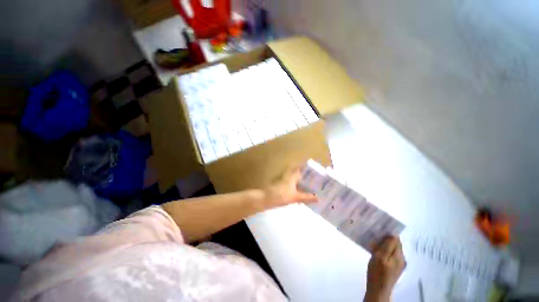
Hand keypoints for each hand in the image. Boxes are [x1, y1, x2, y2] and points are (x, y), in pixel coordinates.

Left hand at [262, 165, 317, 209]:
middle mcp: (288, 175)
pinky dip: (296, 185)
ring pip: (294, 177)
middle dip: (304, 173)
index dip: (305, 166)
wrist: (266, 199)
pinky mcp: (281, 185)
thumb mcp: (295, 197)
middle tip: (312, 177)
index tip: (312, 166)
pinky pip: (291, 183)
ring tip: (308, 184)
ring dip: (300, 179)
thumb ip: (307, 197)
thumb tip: (318, 198)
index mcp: (292, 176)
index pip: (299, 167)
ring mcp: (283, 180)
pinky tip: (299, 191)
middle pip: (297, 172)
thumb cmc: (281, 195)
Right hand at [364, 236, 405, 301]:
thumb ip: (387, 245)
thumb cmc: (377, 272)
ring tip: (374, 242)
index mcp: (399, 256)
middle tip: (374, 234)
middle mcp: (401, 259)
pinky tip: (376, 251)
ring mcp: (398, 264)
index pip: (396, 239)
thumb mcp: (380, 257)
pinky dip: (384, 250)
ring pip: (392, 249)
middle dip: (386, 238)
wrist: (378, 289)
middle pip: (395, 244)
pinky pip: (390, 255)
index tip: (379, 228)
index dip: (388, 233)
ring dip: (384, 244)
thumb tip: (393, 234)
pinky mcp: (394, 268)